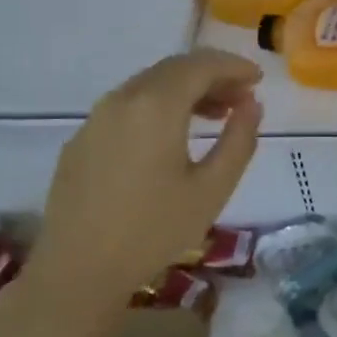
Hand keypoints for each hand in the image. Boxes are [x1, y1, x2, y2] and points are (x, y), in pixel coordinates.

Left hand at [23, 48, 263, 324]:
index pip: (200, 65)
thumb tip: (252, 106)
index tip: (258, 80)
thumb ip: (239, 140)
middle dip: (212, 76)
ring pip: (149, 85)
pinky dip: (159, 106)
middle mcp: (122, 99)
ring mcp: (96, 118)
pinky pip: (128, 106)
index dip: (233, 66)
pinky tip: (172, 136)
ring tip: (215, 115)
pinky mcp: (82, 140)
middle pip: (173, 69)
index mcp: (156, 106)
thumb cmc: (154, 230)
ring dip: (186, 90)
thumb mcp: (213, 188)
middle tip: (242, 98)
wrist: (78, 271)